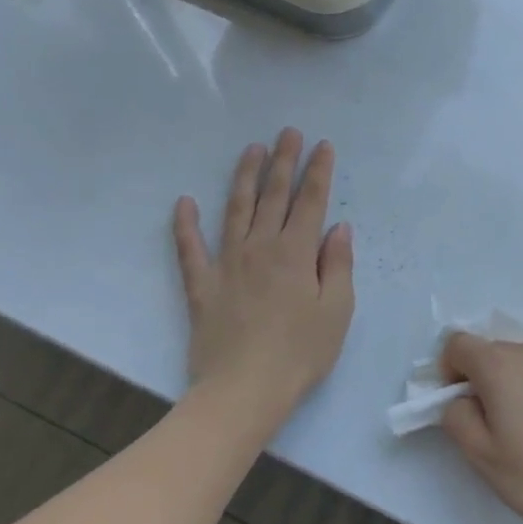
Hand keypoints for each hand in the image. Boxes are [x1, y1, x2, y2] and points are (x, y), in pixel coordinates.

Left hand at [172, 129, 354, 434]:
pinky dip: (185, 224)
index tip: (322, 145)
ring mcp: (227, 264)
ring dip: (244, 177)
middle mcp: (261, 248)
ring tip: (252, 150)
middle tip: (288, 132)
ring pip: (236, 210)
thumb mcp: (337, 310)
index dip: (318, 171)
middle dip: (284, 161)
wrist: (244, 390)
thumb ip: (338, 265)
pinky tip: (184, 202)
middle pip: (274, 196)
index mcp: (297, 253)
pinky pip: (190, 249)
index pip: (310, 201)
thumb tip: (338, 228)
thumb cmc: (301, 352)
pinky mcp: (202, 286)